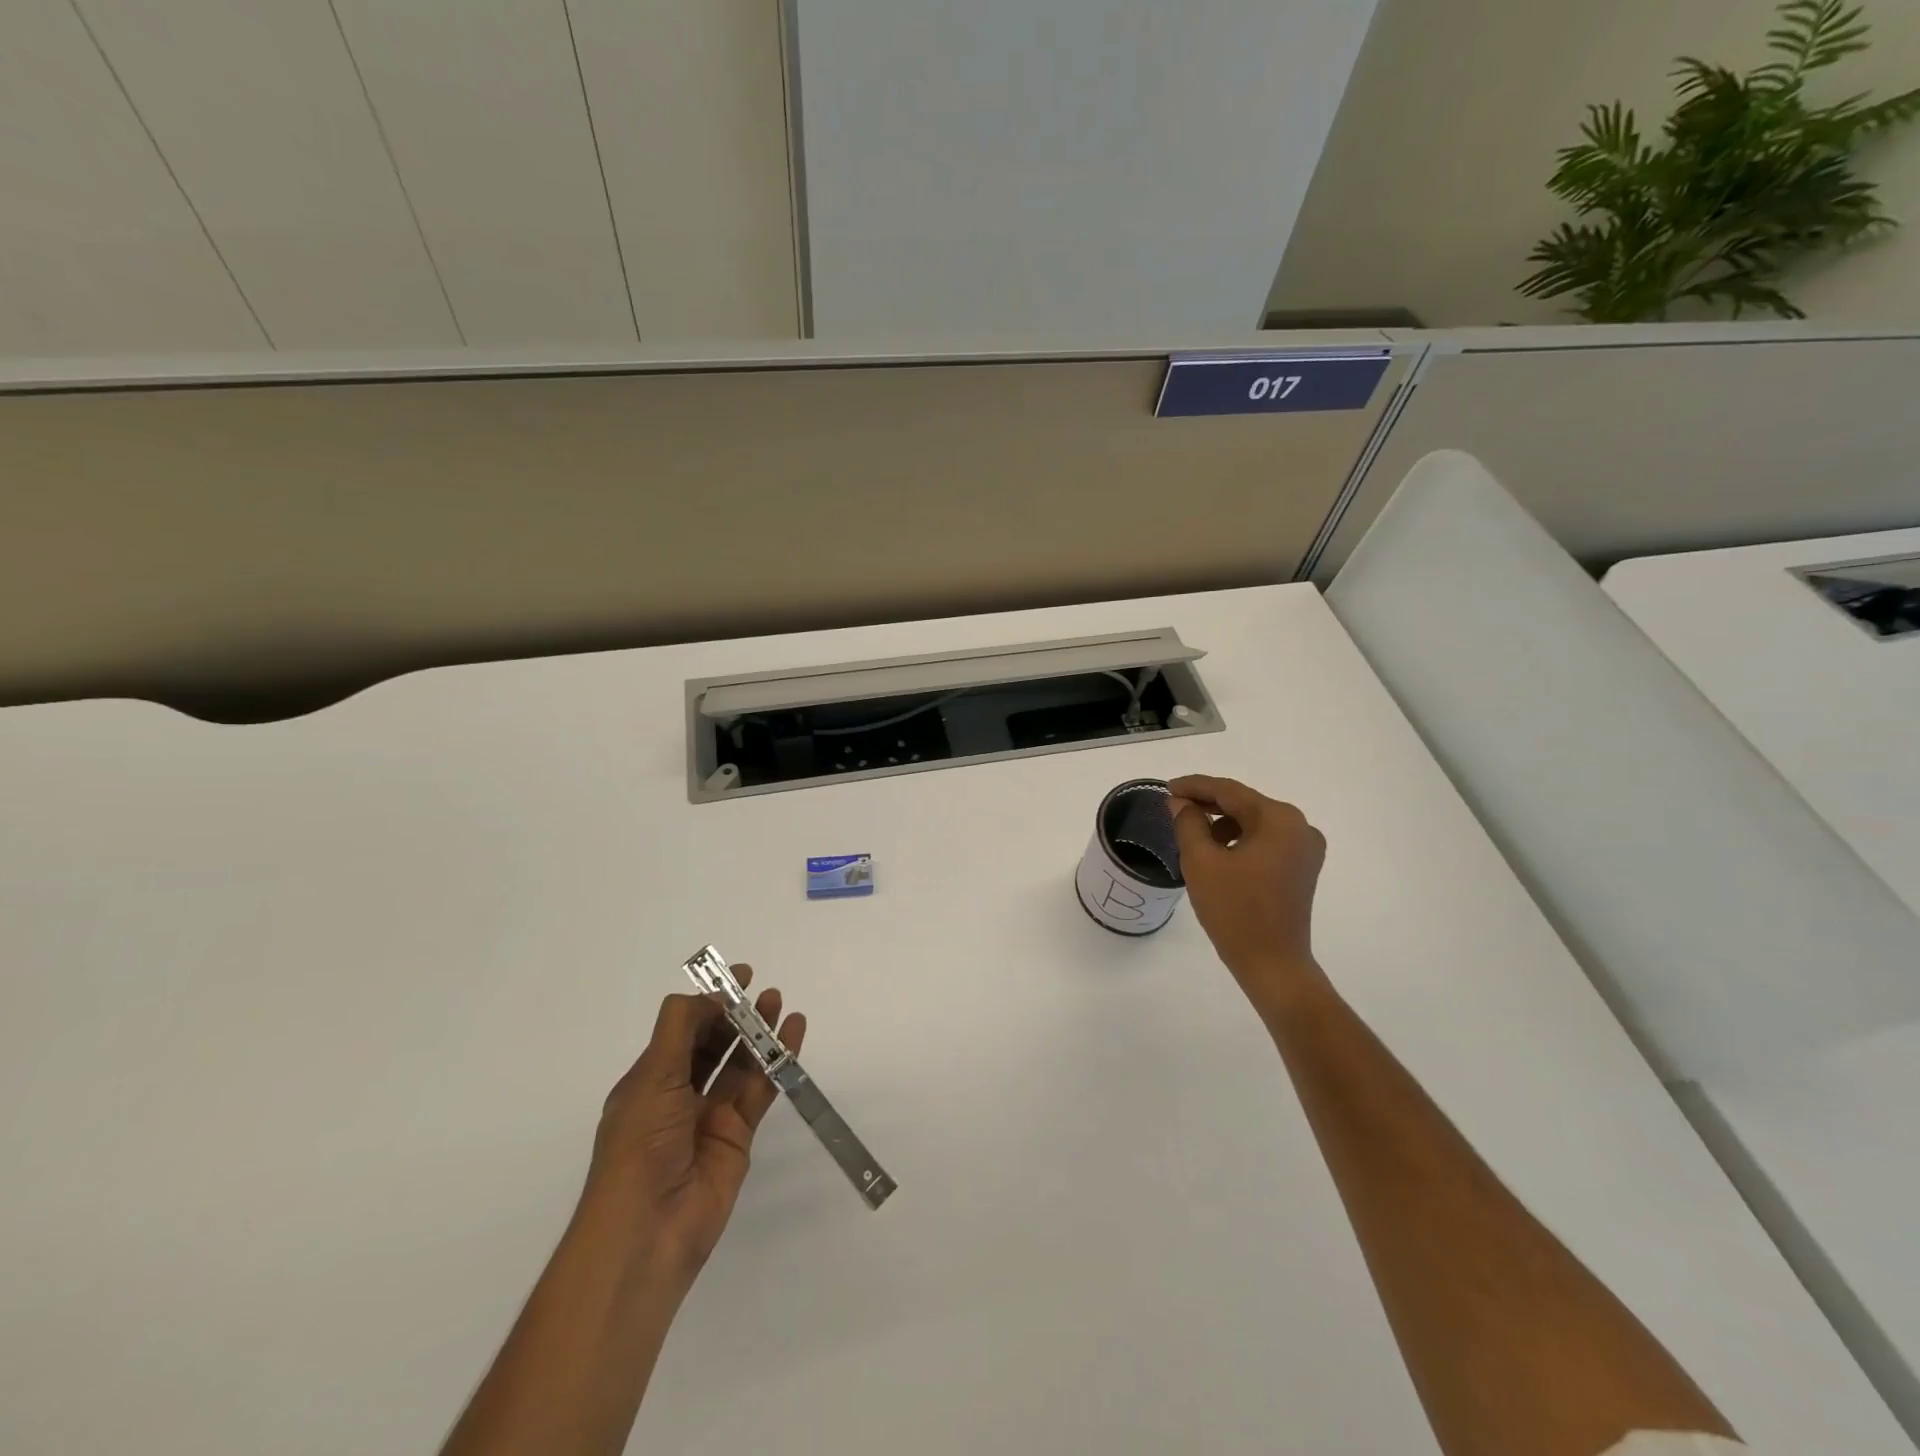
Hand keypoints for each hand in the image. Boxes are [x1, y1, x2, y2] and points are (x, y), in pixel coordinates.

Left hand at [581, 968, 804, 1293]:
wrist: (648, 1229)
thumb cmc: (640, 1145)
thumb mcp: (651, 1078)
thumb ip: (680, 1029)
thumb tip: (706, 995)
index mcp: (649, 1082)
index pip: (682, 1032)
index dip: (708, 1004)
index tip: (735, 979)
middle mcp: (679, 1095)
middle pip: (712, 1044)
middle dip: (735, 1014)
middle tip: (760, 988)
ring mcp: (710, 1116)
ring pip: (740, 1063)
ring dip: (758, 1032)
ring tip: (779, 1001)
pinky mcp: (738, 1135)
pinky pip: (761, 1089)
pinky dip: (778, 1060)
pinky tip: (793, 1032)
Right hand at [1170, 774, 1326, 992]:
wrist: (1272, 963)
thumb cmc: (1234, 910)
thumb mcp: (1201, 861)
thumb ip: (1188, 823)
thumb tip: (1181, 803)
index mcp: (1279, 820)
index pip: (1229, 791)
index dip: (1195, 786)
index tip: (1167, 788)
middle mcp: (1300, 827)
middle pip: (1245, 804)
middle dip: (1208, 804)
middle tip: (1174, 806)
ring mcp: (1305, 849)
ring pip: (1254, 823)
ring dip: (1223, 823)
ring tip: (1192, 833)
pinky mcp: (1302, 868)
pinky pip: (1265, 841)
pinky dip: (1239, 840)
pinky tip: (1217, 852)